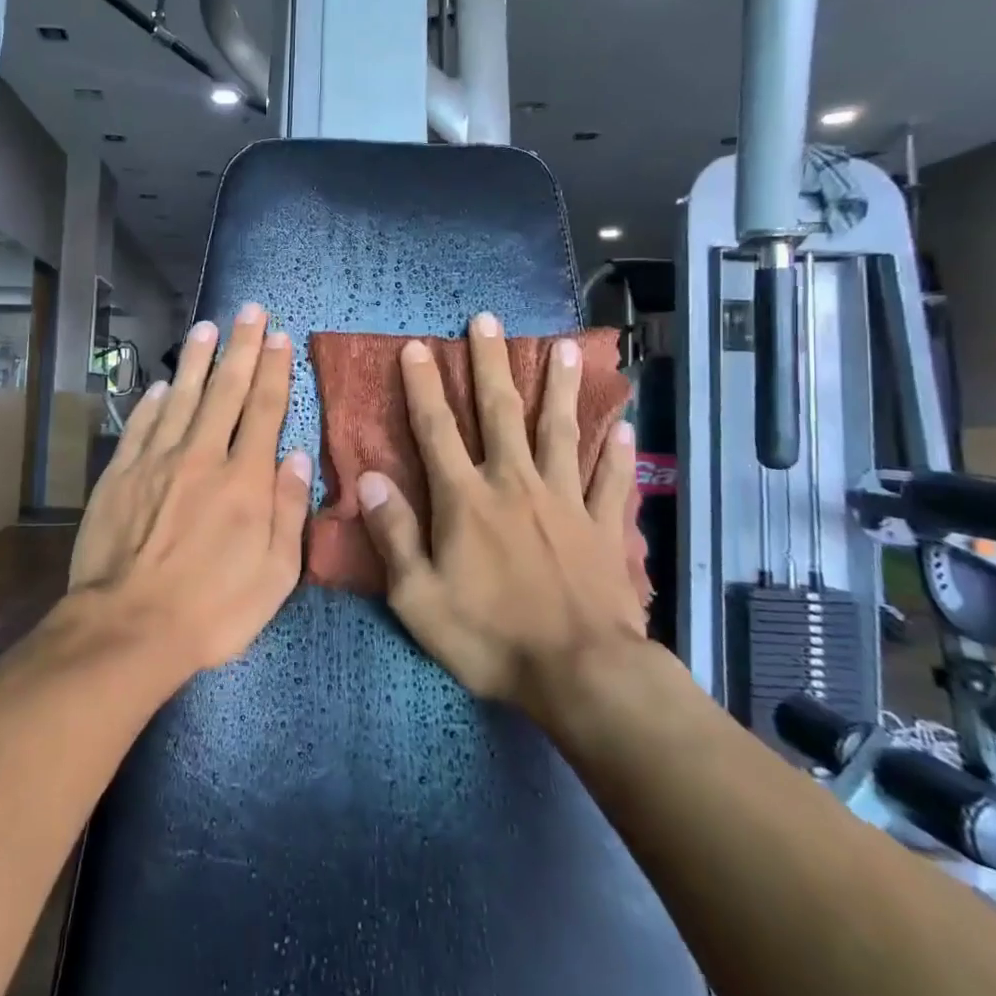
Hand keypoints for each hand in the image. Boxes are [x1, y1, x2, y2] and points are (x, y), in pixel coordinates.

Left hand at [67, 303, 311, 675]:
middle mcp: (202, 457)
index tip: (279, 336)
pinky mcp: (121, 474)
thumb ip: (289, 511)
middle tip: (250, 311)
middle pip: (226, 390)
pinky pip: (142, 425)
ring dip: (197, 359)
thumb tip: (297, 456)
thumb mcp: (275, 575)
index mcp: (244, 480)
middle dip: (242, 347)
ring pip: (183, 397)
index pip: (264, 410)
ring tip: (208, 326)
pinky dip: (154, 401)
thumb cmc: (213, 609)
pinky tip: (164, 384)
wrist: (128, 628)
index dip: (274, 370)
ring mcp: (157, 461)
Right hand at [358, 313, 643, 716]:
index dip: (423, 386)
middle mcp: (515, 484)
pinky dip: (617, 453)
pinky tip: (623, 427)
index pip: (437, 429)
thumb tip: (371, 478)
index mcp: (467, 499)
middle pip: (501, 412)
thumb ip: (394, 534)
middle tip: (487, 321)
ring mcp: (565, 501)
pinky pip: (611, 480)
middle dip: (490, 363)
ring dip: (560, 387)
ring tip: (565, 347)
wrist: (581, 675)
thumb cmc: (490, 637)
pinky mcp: (604, 526)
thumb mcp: (418, 597)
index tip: (416, 346)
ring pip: (561, 431)